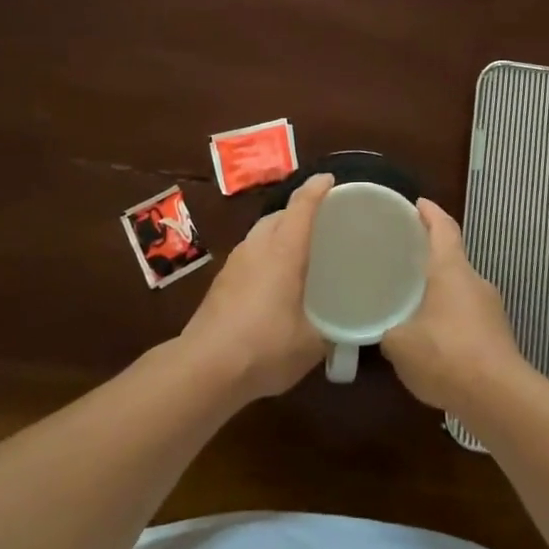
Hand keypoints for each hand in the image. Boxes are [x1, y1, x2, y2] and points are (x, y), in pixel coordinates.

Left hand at [179, 173, 332, 401]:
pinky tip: (273, 281)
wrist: (204, 368)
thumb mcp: (311, 344)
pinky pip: (249, 255)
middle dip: (298, 211)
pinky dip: (265, 255)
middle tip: (321, 223)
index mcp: (284, 252)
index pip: (302, 207)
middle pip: (278, 215)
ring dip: (279, 233)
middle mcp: (257, 248)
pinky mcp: (220, 283)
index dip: (317, 189)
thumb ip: (331, 331)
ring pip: (260, 234)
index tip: (330, 179)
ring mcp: (234, 264)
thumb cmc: (265, 347)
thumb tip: (344, 330)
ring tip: (298, 251)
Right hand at [380, 198, 525, 411]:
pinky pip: (468, 316)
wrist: (498, 397)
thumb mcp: (399, 343)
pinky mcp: (498, 336)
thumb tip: (384, 329)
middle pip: (453, 258)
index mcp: (452, 270)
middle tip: (402, 257)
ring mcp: (491, 309)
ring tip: (412, 301)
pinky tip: (432, 339)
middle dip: (430, 256)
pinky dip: (449, 318)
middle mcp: (475, 281)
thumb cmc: (445, 354)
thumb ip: (387, 330)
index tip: (417, 203)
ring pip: (460, 290)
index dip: (430, 212)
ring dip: (440, 291)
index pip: (443, 228)